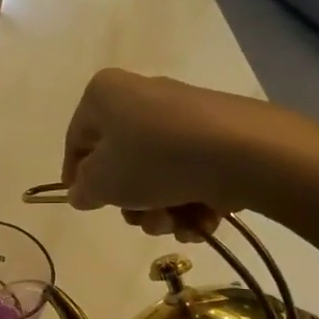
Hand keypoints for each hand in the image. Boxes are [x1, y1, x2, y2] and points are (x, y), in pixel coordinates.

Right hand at [61, 69, 279, 239]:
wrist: (242, 152)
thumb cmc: (154, 159)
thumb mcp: (103, 182)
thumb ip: (84, 189)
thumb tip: (82, 191)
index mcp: (105, 95)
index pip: (77, 139)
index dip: (76, 177)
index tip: (86, 204)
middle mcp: (142, 97)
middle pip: (122, 162)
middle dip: (131, 203)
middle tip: (140, 220)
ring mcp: (183, 116)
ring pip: (157, 174)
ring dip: (161, 210)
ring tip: (175, 223)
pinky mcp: (217, 136)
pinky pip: (190, 173)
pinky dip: (191, 202)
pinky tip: (201, 220)